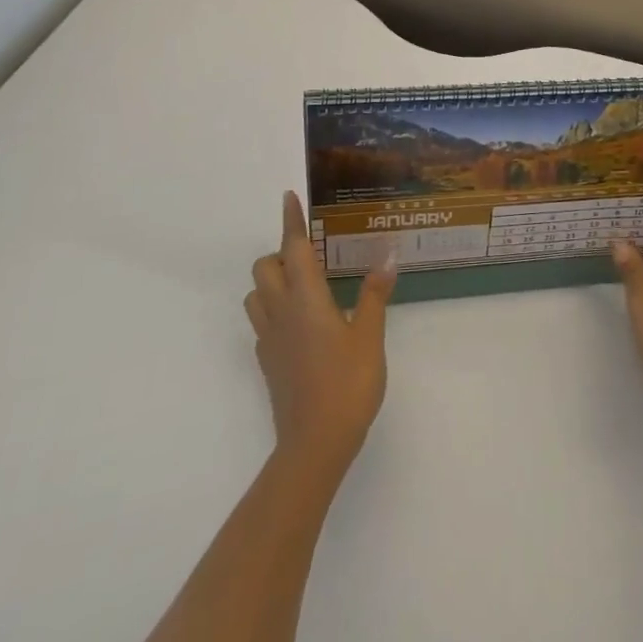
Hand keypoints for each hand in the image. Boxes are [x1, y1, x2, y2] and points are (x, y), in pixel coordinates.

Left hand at [245, 192, 397, 473]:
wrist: (314, 446)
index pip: (293, 247)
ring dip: (271, 281)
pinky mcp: (267, 362)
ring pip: (256, 294)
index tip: (288, 196)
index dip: (291, 220)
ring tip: (303, 286)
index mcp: (306, 298)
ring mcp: (269, 339)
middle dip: (280, 252)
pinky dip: (273, 309)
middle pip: (264, 267)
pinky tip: (299, 323)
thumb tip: (387, 258)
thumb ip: (374, 296)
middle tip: (310, 256)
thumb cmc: (347, 385)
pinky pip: (260, 321)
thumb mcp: (370, 338)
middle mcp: (281, 311)